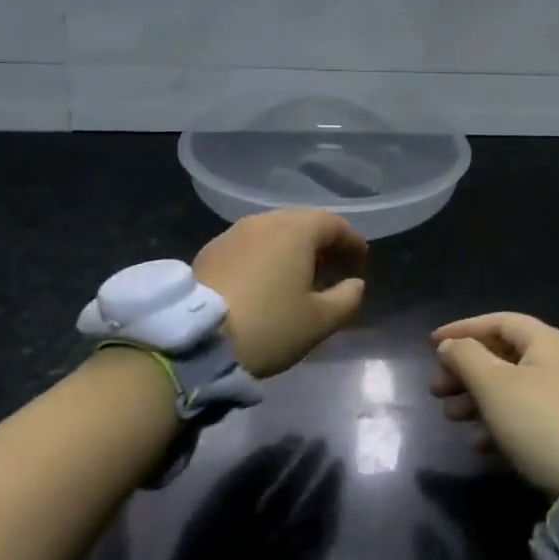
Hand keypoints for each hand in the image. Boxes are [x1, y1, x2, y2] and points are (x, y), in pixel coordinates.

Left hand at [193, 209, 367, 376]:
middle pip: (302, 222)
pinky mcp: (211, 249)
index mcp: (296, 230)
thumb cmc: (269, 325)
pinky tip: (265, 279)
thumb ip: (346, 299)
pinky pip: (250, 244)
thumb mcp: (319, 321)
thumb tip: (356, 284)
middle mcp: (265, 221)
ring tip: (300, 274)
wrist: (197, 338)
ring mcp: (234, 232)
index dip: (351, 241)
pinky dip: (266, 254)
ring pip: (273, 231)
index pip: (333, 224)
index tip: (361, 260)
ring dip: (292, 247)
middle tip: (334, 265)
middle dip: (322, 241)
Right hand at [430, 313, 558, 497]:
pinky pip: (523, 414)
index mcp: (546, 341)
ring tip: (449, 415)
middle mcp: (558, 362)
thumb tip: (450, 345)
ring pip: (510, 386)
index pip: (498, 321)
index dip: (463, 329)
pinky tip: (477, 442)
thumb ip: (465, 357)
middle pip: (502, 355)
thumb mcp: (494, 384)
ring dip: (476, 398)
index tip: (431, 343)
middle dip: (465, 371)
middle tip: (436, 389)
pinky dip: (497, 422)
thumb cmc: (538, 420)